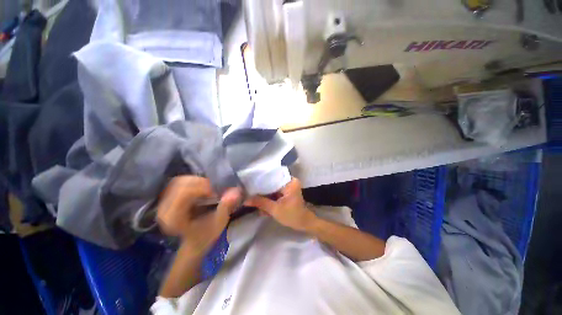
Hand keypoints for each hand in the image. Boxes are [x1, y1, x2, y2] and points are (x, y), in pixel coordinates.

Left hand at [157, 176, 241, 249]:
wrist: (192, 242)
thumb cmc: (205, 235)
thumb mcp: (218, 224)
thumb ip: (226, 207)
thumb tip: (235, 191)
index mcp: (174, 218)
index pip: (184, 193)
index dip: (202, 188)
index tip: (216, 192)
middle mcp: (164, 209)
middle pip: (181, 184)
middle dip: (201, 183)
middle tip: (214, 188)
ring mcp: (164, 202)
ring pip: (179, 181)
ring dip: (197, 181)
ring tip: (209, 188)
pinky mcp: (168, 197)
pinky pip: (179, 182)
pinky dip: (193, 181)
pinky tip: (202, 188)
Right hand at [245, 178, 316, 231]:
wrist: (304, 224)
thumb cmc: (292, 216)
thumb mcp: (274, 209)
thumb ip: (260, 203)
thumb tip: (245, 200)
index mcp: (290, 182)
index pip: (273, 177)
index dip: (261, 180)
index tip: (250, 183)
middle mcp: (290, 181)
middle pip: (272, 183)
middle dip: (262, 190)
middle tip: (249, 192)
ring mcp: (289, 187)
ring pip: (273, 188)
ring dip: (265, 195)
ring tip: (253, 199)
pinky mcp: (287, 192)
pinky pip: (276, 192)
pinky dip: (270, 198)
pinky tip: (261, 204)